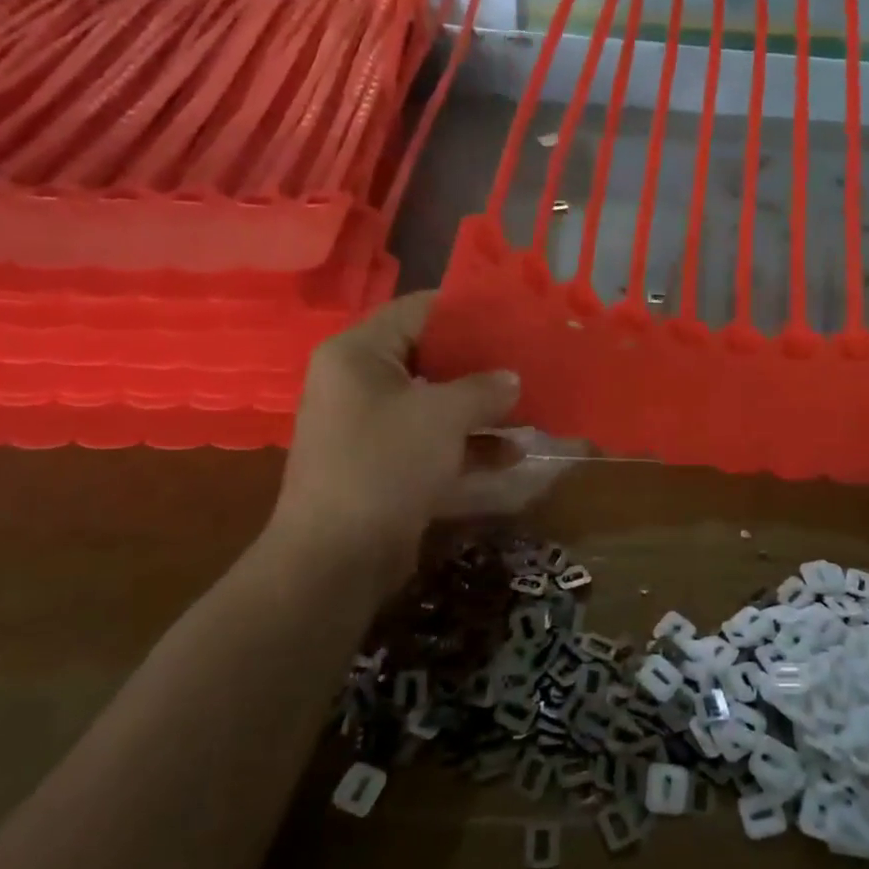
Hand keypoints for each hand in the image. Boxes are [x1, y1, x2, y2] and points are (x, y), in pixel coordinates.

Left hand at [265, 293, 520, 594]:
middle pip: (430, 357)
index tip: (512, 315)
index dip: (467, 311)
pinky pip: (433, 441)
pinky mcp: (385, 465)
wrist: (337, 558)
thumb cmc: (385, 464)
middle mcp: (360, 383)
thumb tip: (511, 378)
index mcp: (359, 353)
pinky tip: (513, 453)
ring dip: (482, 408)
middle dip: (482, 364)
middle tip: (528, 361)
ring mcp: (371, 426)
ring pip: (436, 403)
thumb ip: (483, 387)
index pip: (418, 310)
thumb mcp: (443, 415)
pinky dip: (469, 445)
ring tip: (531, 407)